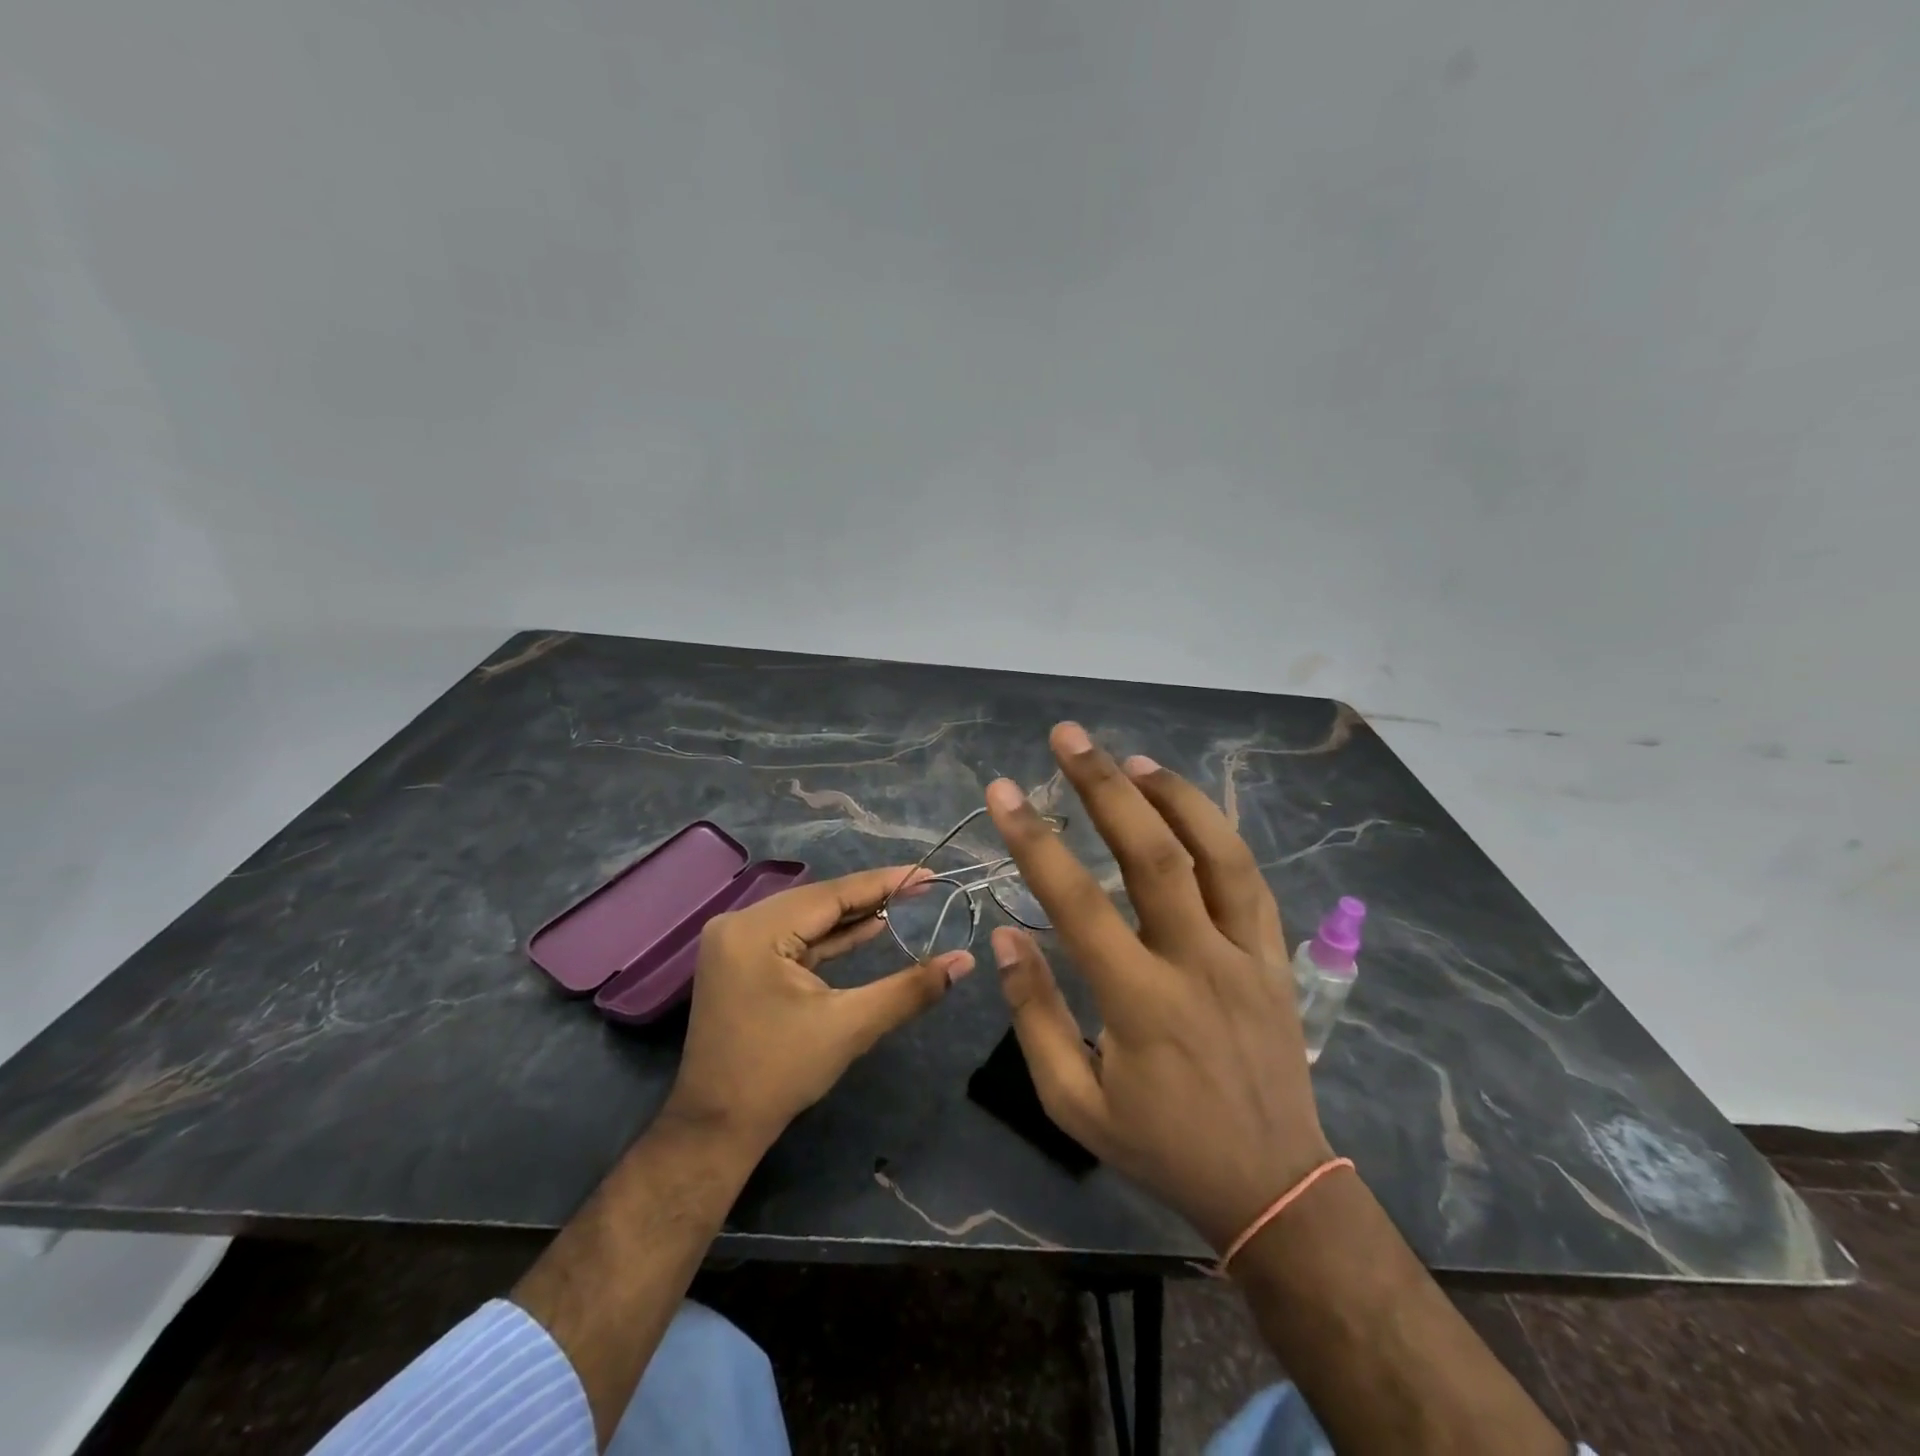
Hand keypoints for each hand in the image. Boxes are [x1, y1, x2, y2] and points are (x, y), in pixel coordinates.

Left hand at [662, 866, 975, 1151]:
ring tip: (905, 903)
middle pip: (819, 900)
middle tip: (923, 887)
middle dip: (872, 896)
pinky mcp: (741, 959)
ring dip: (853, 916)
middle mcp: (739, 923)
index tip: (927, 872)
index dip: (883, 883)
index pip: (831, 894)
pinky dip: (830, 937)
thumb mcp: (850, 1026)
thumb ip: (910, 988)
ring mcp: (736, 941)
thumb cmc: (780, 1074)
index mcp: (756, 930)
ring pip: (808, 917)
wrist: (718, 1127)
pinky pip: (794, 937)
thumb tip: (965, 962)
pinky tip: (868, 928)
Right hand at [985, 723, 1332, 1250]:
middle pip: (1151, 855)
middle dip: (1103, 787)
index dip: (1034, 841)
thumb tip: (1004, 935)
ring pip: (1216, 854)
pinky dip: (1217, 834)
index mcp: (1140, 1001)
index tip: (1001, 792)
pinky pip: (1251, 880)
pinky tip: (1188, 808)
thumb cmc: (1161, 1146)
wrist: (1272, 1184)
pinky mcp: (1277, 956)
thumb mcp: (1074, 1102)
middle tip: (1069, 737)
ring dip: (1171, 796)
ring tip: (1130, 759)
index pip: (1076, 902)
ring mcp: (1246, 954)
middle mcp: (1196, 962)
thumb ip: (1035, 1014)